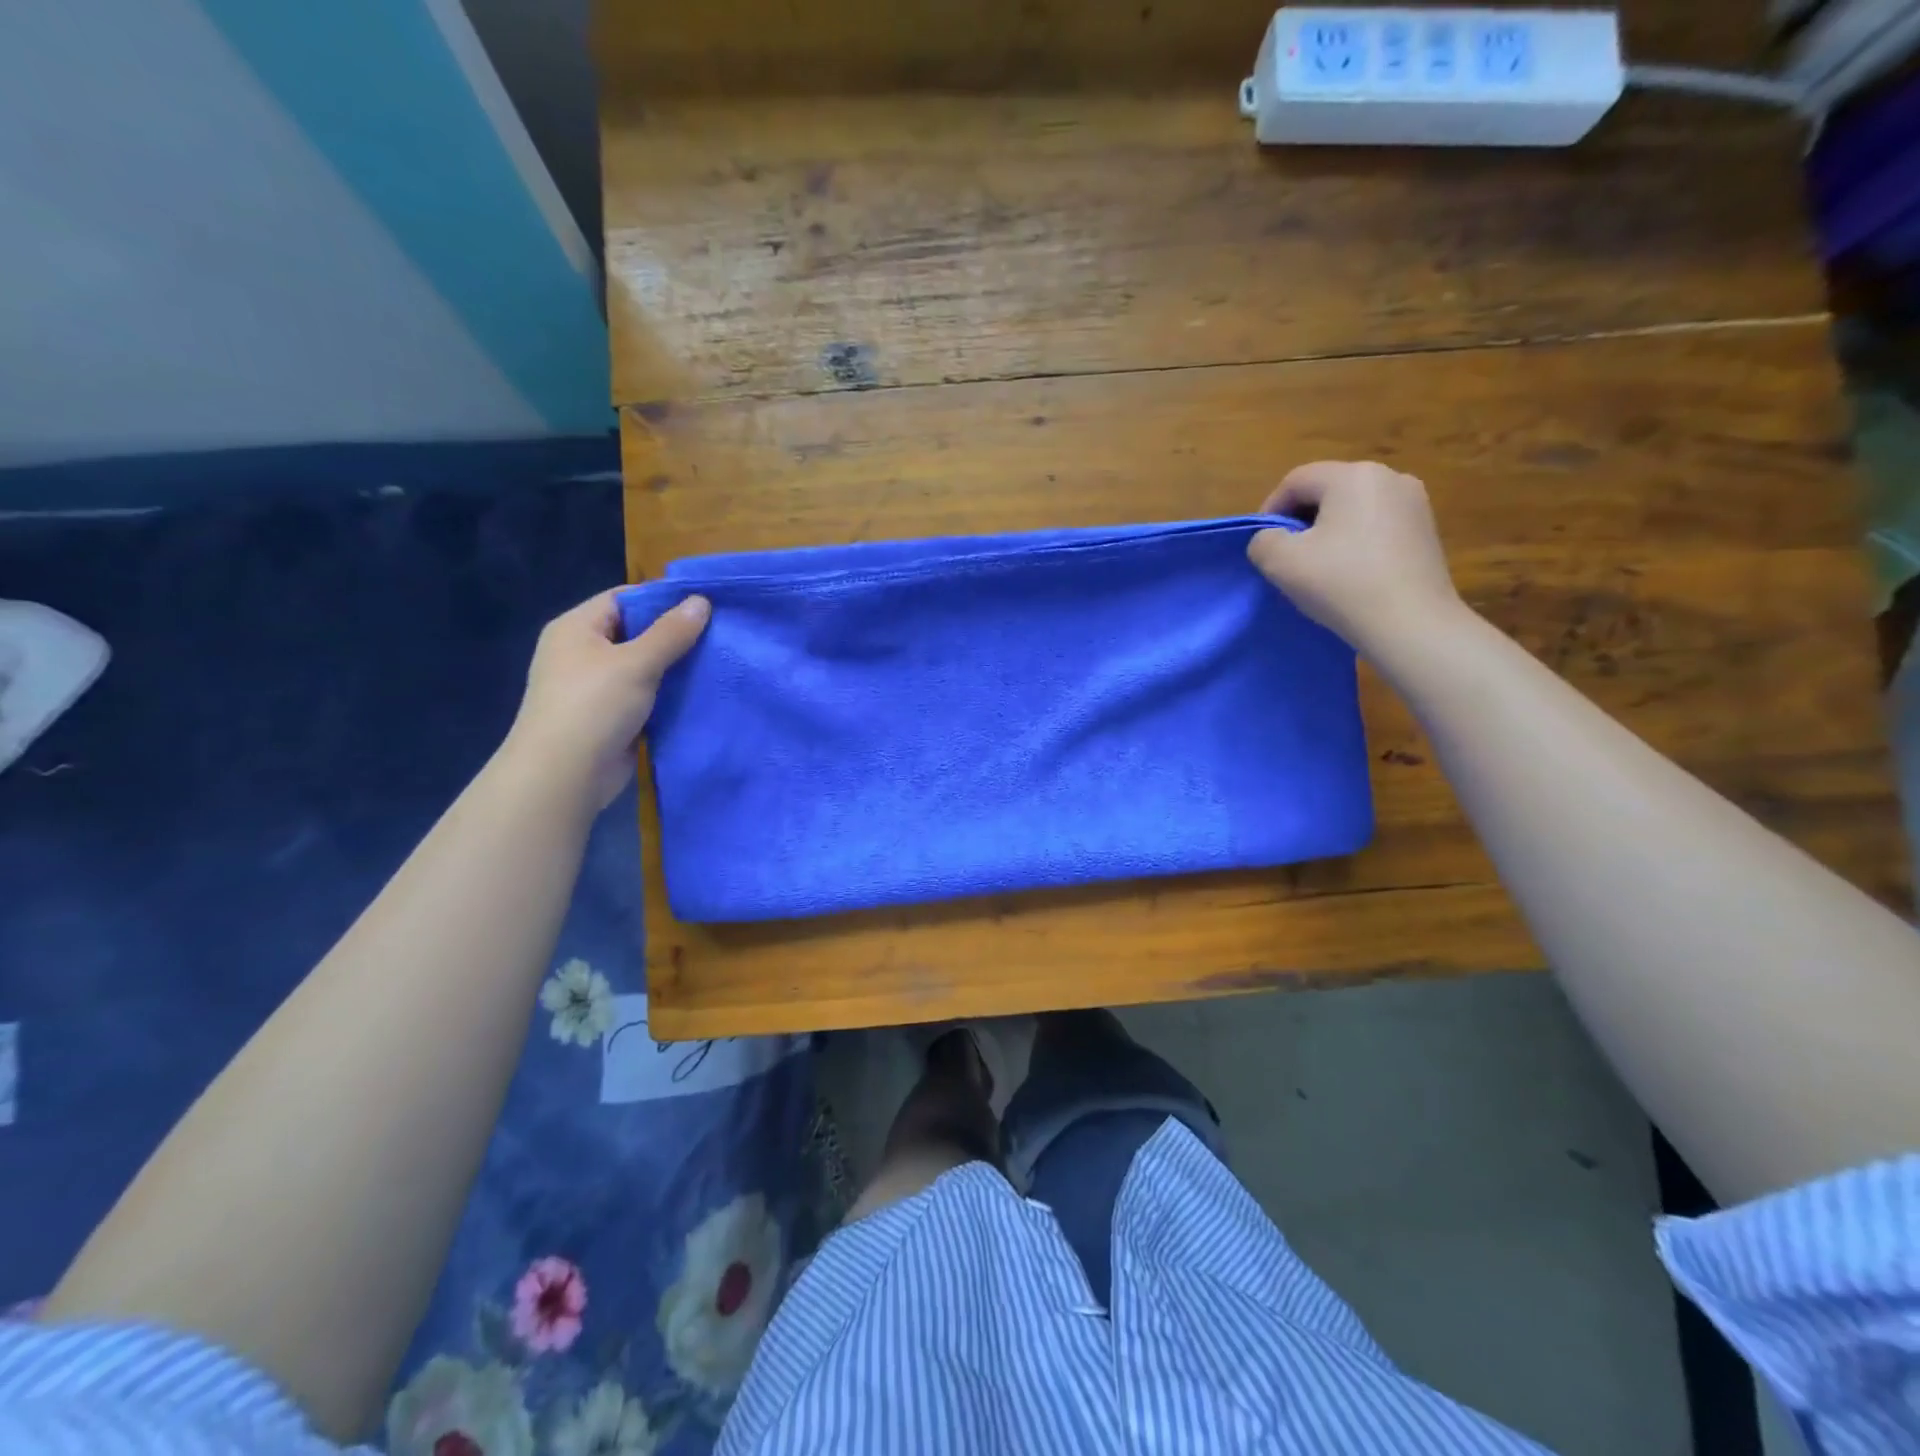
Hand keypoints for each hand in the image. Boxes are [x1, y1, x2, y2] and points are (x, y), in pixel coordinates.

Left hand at [502, 590, 708, 809]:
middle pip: (634, 632)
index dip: (661, 599)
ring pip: (642, 666)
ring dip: (673, 667)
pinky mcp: (609, 716)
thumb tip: (701, 600)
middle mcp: (581, 653)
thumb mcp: (637, 662)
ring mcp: (594, 687)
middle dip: (673, 635)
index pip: (623, 599)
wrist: (564, 775)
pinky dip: (667, 694)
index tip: (703, 605)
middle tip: (717, 633)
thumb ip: (671, 632)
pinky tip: (698, 693)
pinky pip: (643, 695)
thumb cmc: (594, 706)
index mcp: (576, 628)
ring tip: (716, 661)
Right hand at [1247, 461, 1463, 655]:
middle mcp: (1389, 477)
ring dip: (1329, 532)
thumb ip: (1263, 541)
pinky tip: (1350, 573)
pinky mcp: (1427, 531)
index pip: (1296, 481)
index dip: (1270, 509)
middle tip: (1286, 556)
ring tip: (1318, 567)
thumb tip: (1272, 539)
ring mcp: (1415, 504)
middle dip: (1301, 520)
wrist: (1411, 623)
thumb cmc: (1341, 584)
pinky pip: (1378, 526)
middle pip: (1328, 491)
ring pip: (1354, 509)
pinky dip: (1357, 543)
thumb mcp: (1280, 562)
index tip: (1262, 544)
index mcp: (1353, 476)